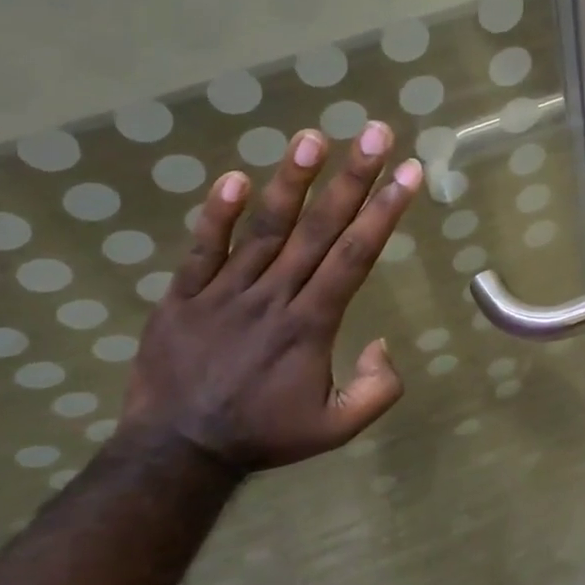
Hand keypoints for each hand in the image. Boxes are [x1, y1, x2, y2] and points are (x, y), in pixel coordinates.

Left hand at [119, 121, 422, 475]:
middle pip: (318, 230)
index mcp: (310, 325)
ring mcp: (223, 293)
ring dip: (291, 182)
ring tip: (312, 138)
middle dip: (352, 179)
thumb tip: (384, 344)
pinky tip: (234, 179)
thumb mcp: (336, 430)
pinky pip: (200, 250)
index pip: (354, 257)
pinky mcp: (182, 297)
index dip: (384, 212)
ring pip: (264, 230)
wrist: (176, 452)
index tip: (407, 172)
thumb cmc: (263, 435)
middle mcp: (272, 298)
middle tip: (374, 133)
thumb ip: (377, 391)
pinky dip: (216, 215)